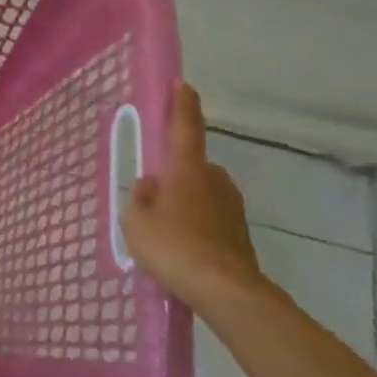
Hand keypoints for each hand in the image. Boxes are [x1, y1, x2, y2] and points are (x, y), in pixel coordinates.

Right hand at [121, 83, 268, 310]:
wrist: (225, 292)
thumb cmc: (173, 247)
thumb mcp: (136, 221)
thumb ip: (139, 198)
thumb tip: (150, 185)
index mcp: (187, 170)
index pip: (185, 128)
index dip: (183, 105)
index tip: (182, 84)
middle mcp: (214, 181)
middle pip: (194, 166)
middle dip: (178, 173)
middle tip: (156, 194)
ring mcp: (232, 208)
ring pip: (205, 193)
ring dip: (189, 201)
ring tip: (167, 227)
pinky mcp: (240, 234)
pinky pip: (213, 218)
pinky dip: (199, 225)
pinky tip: (184, 247)